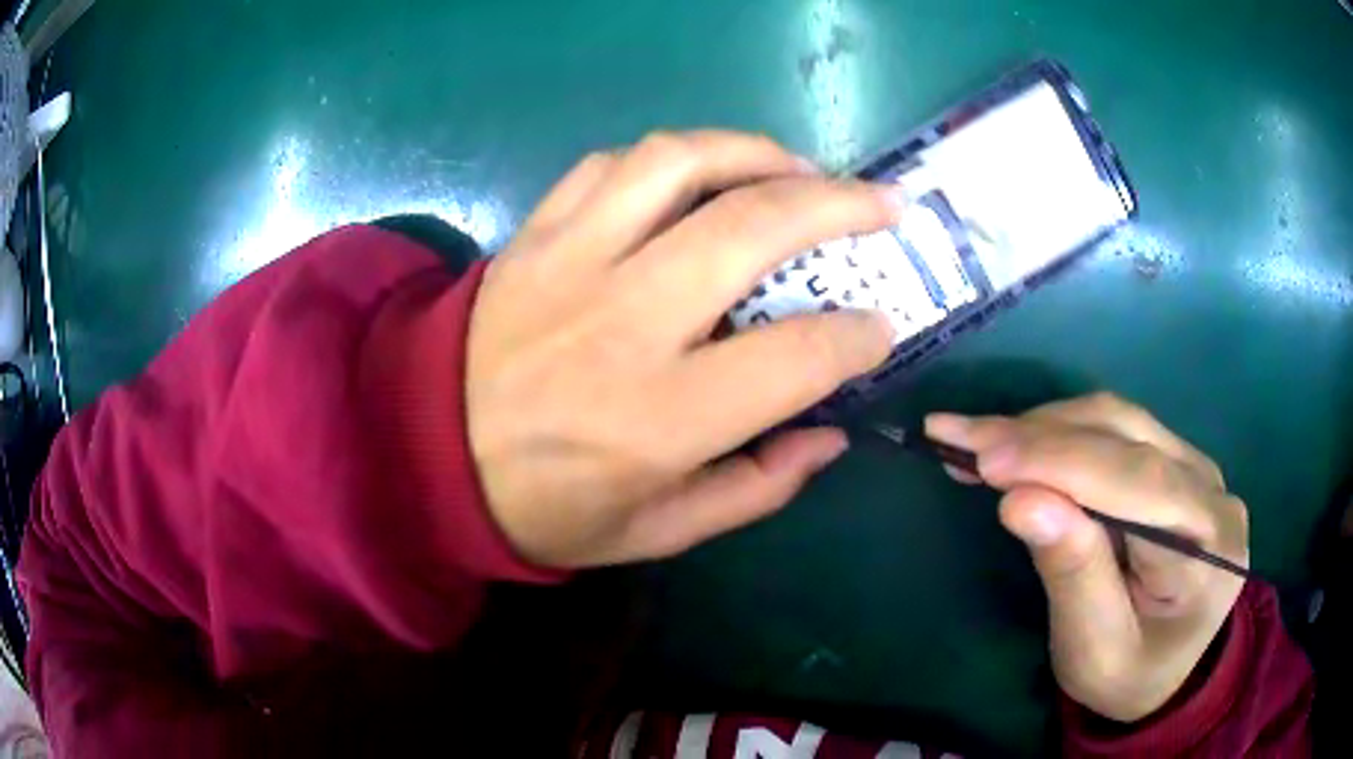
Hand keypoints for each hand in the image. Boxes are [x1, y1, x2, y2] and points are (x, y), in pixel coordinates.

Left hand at [467, 131, 900, 567]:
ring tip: (801, 169)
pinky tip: (702, 177)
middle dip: (840, 205)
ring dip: (758, 152)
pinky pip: (613, 165)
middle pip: (753, 226)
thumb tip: (831, 434)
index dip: (858, 336)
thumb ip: (756, 487)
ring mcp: (571, 261)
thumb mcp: (658, 532)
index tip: (881, 327)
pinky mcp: (535, 233)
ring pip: (680, 163)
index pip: (797, 355)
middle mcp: (624, 322)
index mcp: (661, 417)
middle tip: (883, 205)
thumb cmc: (545, 508)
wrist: (425, 455)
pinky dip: (673, 158)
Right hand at [926, 393, 1248, 722]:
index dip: (1062, 462)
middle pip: (1127, 437)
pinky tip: (1019, 444)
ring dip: (1044, 427)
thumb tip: (1021, 500)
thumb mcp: (1095, 651)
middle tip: (959, 436)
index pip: (1138, 483)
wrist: (1167, 672)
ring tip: (978, 440)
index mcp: (1209, 546)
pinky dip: (1060, 433)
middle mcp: (1211, 490)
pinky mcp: (1175, 463)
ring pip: (1118, 421)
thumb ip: (1073, 575)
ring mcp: (1197, 468)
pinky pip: (1117, 431)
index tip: (984, 457)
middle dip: (1040, 436)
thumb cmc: (1129, 676)